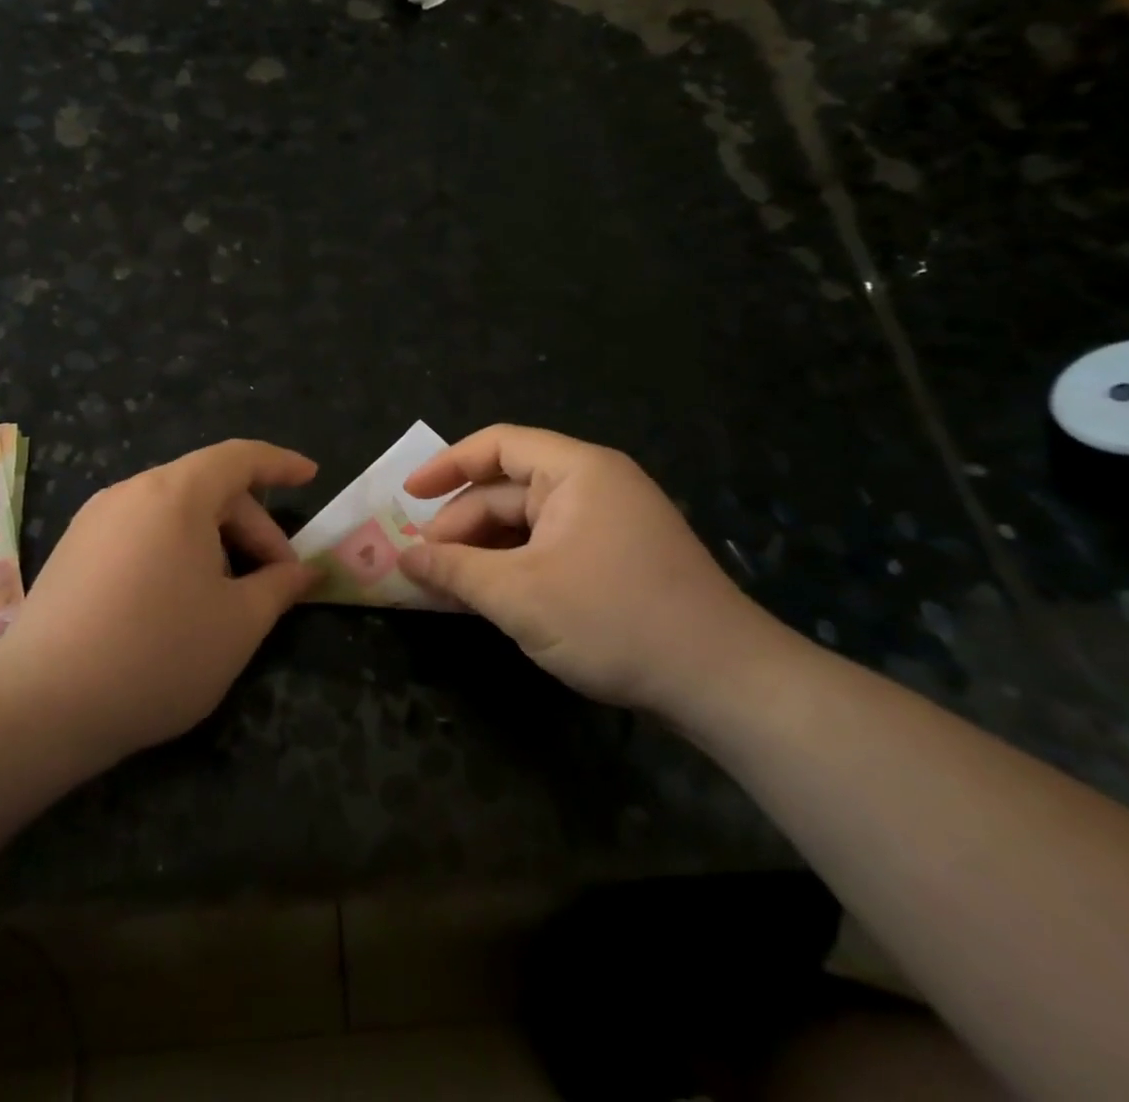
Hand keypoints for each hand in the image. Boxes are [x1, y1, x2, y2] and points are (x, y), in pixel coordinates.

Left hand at [0, 440, 319, 764]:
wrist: (41, 705)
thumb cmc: (158, 653)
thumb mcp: (238, 623)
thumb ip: (279, 586)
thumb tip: (305, 572)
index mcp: (175, 494)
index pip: (239, 457)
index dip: (280, 464)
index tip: (311, 476)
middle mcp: (130, 492)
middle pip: (207, 489)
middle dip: (251, 527)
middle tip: (276, 579)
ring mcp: (94, 520)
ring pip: (172, 514)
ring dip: (213, 543)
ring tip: (227, 598)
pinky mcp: (72, 552)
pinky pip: (140, 533)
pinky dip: (174, 552)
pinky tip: (177, 604)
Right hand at [399, 425, 781, 713]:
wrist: (725, 684)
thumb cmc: (614, 620)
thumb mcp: (518, 595)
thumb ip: (454, 570)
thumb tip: (404, 557)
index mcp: (577, 471)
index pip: (498, 445)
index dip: (446, 465)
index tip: (407, 495)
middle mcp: (594, 486)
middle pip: (508, 489)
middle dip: (461, 524)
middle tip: (422, 562)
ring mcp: (609, 524)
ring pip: (526, 524)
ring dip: (484, 551)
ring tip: (446, 585)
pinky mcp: (616, 561)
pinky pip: (548, 549)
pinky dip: (513, 568)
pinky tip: (488, 597)